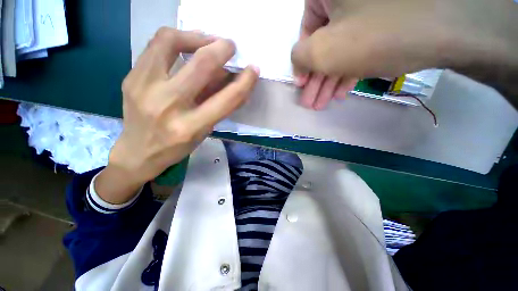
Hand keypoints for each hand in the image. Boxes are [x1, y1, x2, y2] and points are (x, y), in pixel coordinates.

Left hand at [96, 28, 258, 203]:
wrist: (138, 152)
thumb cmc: (177, 147)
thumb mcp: (204, 131)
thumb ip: (218, 105)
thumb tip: (231, 77)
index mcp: (190, 127)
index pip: (226, 100)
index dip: (245, 82)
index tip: (253, 69)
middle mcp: (168, 105)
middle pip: (201, 65)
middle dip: (221, 49)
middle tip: (230, 45)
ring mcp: (144, 88)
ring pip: (170, 42)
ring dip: (196, 36)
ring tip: (207, 41)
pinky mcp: (131, 78)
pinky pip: (155, 45)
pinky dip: (175, 39)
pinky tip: (186, 45)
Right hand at [292, 0, 517, 105]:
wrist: (448, 28)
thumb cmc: (375, 35)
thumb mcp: (324, 50)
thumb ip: (300, 56)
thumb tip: (297, 61)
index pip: (305, 32)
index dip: (302, 63)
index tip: (301, 85)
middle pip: (324, 46)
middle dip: (316, 80)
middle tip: (310, 102)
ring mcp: (369, 9)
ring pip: (341, 51)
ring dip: (330, 81)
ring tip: (323, 103)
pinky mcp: (386, 22)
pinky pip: (359, 49)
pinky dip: (349, 72)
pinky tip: (343, 92)